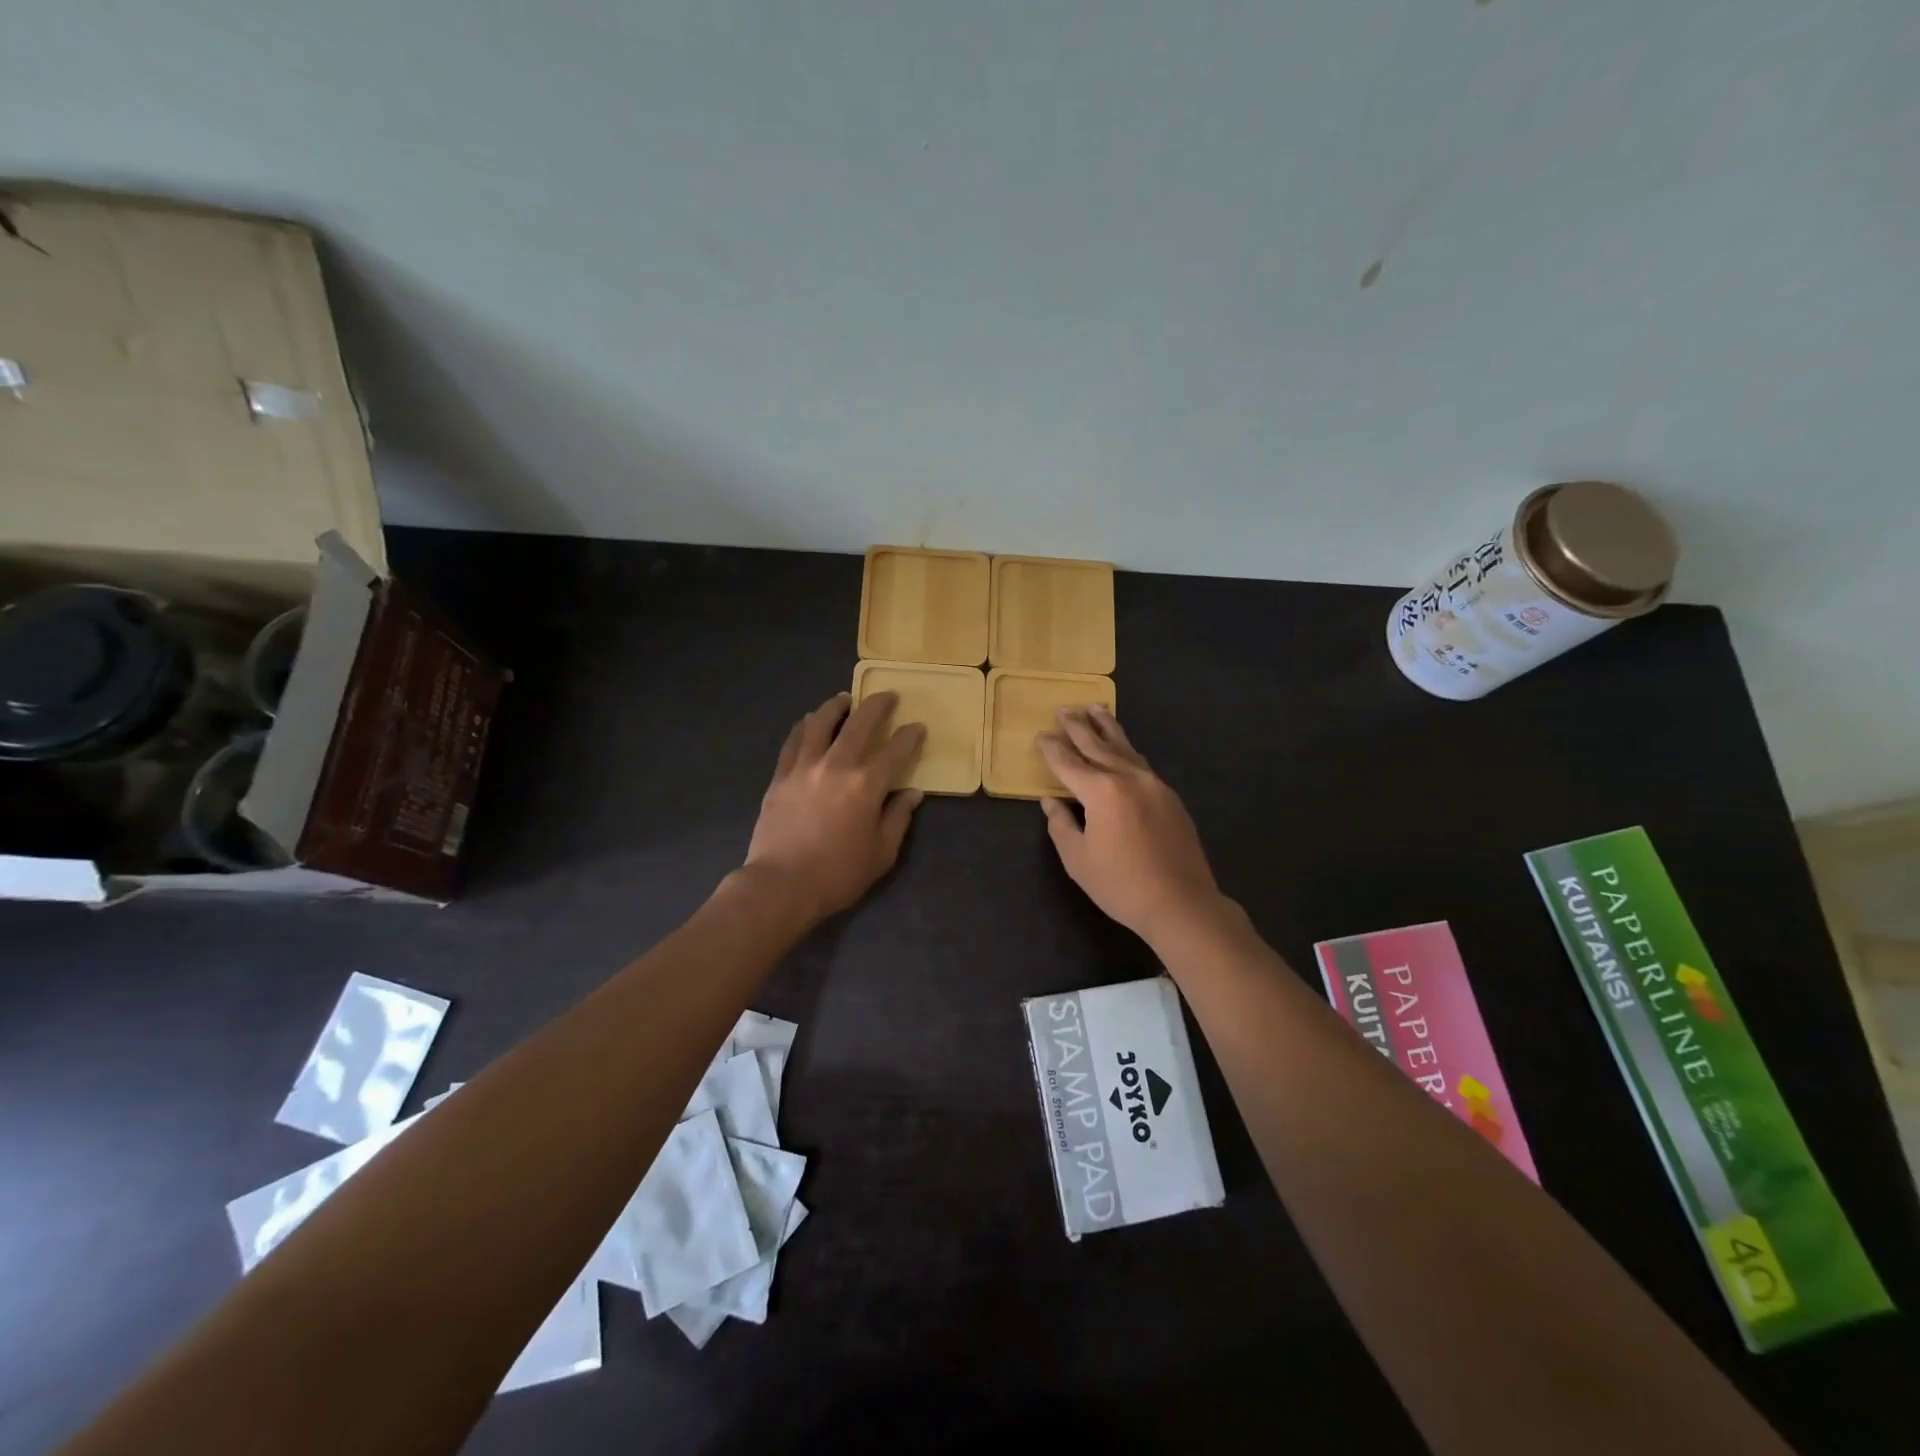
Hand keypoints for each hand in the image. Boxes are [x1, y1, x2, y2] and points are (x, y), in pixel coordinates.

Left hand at [742, 691, 925, 921]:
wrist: (782, 884)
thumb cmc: (838, 874)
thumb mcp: (881, 853)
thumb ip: (898, 818)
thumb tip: (913, 794)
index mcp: (867, 784)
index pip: (896, 750)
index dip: (910, 736)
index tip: (918, 727)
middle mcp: (837, 765)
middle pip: (859, 724)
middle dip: (877, 706)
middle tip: (886, 696)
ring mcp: (804, 767)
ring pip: (821, 723)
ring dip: (835, 706)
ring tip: (843, 699)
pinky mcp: (780, 776)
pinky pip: (793, 741)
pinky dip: (804, 727)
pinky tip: (808, 721)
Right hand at [1037, 705, 1223, 944]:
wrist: (1181, 902)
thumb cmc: (1121, 885)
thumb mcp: (1078, 860)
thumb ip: (1061, 825)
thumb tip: (1051, 803)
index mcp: (1101, 791)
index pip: (1068, 763)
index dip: (1052, 749)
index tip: (1040, 735)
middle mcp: (1128, 778)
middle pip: (1097, 745)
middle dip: (1077, 727)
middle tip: (1064, 710)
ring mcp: (1153, 784)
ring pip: (1125, 747)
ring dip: (1106, 727)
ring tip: (1095, 709)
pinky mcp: (1170, 797)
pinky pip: (1141, 763)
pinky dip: (1126, 749)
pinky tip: (1122, 748)